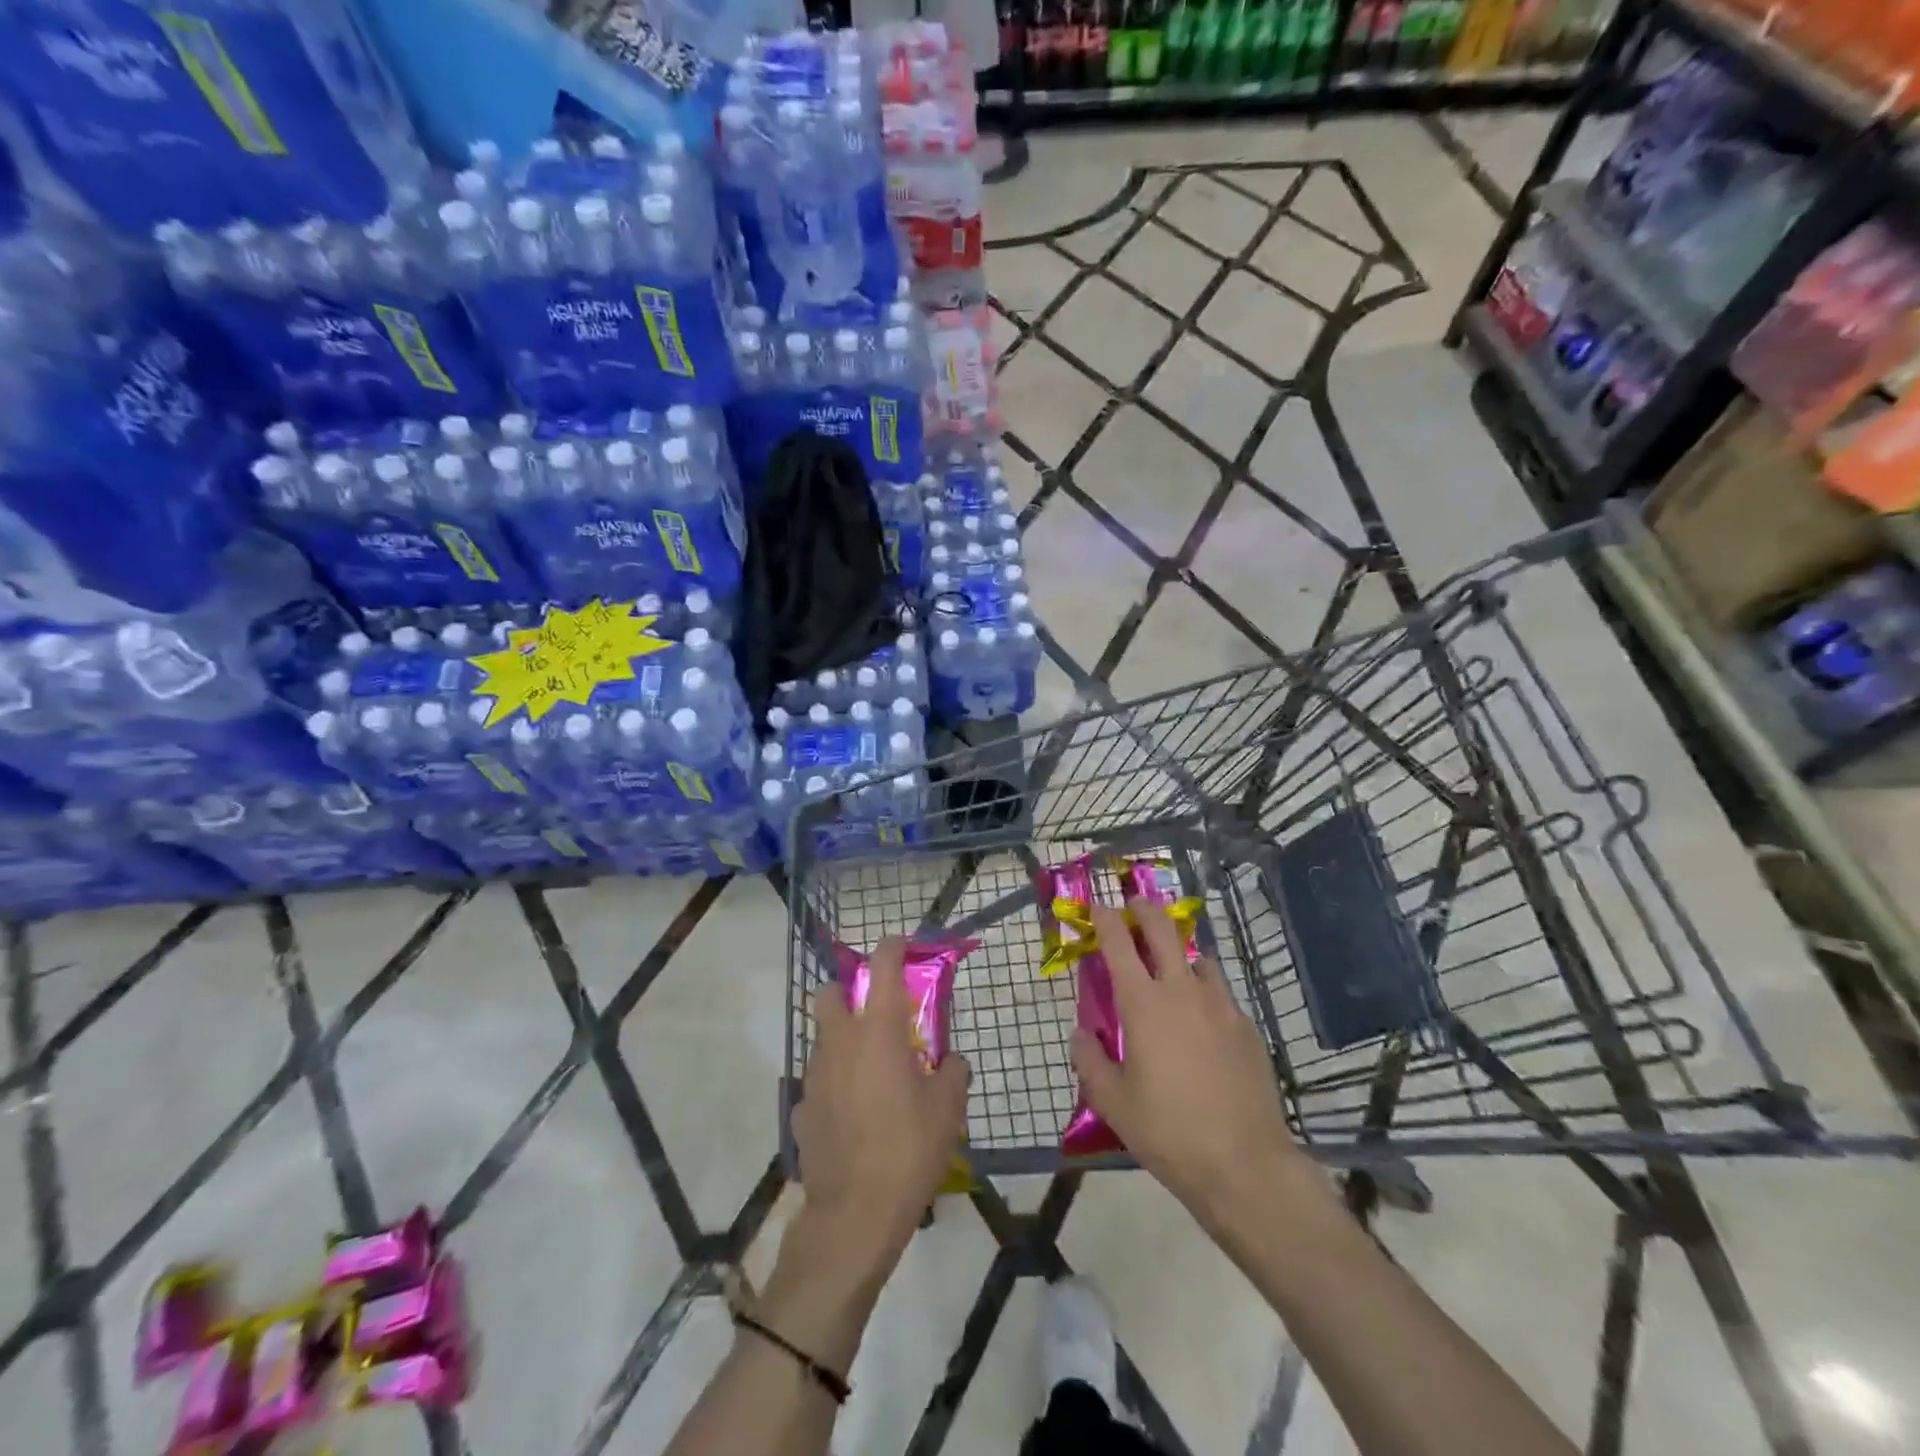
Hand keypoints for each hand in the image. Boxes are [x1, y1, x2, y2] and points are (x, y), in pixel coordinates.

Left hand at [796, 937, 969, 1268]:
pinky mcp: (800, 1110)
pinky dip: (833, 1087)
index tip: (901, 943)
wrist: (854, 1214)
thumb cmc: (909, 1149)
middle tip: (874, 1013)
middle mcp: (840, 1043)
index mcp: (878, 1031)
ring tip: (870, 1073)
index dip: (892, 947)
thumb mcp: (948, 1109)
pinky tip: (851, 1114)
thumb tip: (952, 1062)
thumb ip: (953, 1072)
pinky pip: (817, 1084)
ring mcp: (813, 1076)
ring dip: (842, 1042)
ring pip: (822, 1040)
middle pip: (828, 993)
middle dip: (846, 991)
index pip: (882, 966)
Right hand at [1072, 900, 1316, 1228]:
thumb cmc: (1168, 1131)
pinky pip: (1220, 991)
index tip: (1097, 905)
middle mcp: (1182, 991)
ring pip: (1198, 958)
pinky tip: (1202, 1014)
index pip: (1118, 944)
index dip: (1105, 919)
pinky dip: (1204, 987)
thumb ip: (1090, 1061)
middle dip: (1145, 910)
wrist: (1244, 1163)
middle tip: (1135, 904)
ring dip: (1179, 950)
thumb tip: (1082, 1034)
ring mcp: (1220, 1006)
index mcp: (1143, 1004)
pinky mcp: (1246, 1026)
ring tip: (1171, 963)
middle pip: (1163, 931)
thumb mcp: (1113, 1103)